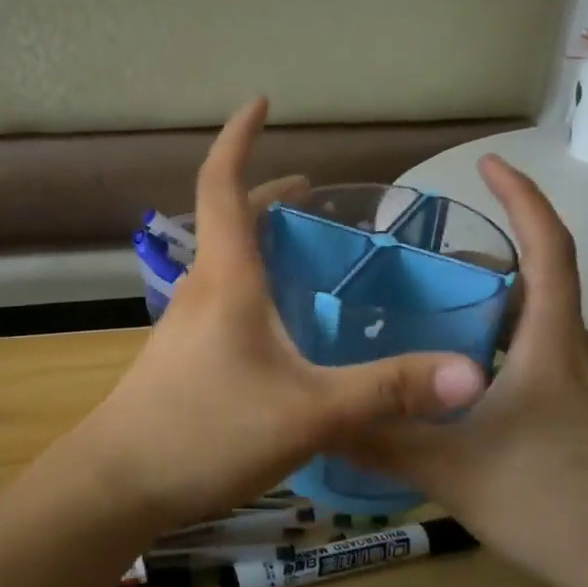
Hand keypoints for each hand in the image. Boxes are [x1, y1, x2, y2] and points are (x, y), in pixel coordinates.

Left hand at [69, 99, 488, 529]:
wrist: (117, 483)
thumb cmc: (207, 431)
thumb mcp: (310, 412)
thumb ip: (388, 390)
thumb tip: (470, 374)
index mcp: (226, 278)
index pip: (222, 184)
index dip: (239, 138)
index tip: (260, 103)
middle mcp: (201, 289)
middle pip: (229, 221)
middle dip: (268, 196)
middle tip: (315, 195)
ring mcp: (186, 324)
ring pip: (226, 263)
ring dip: (261, 243)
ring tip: (308, 256)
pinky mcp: (183, 358)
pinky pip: (223, 300)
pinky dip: (255, 286)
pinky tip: (283, 329)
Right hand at [342, 156, 587, 586]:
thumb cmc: (549, 502)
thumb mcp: (448, 470)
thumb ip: (380, 440)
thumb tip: (318, 416)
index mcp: (549, 342)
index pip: (548, 248)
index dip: (521, 198)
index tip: (489, 163)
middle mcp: (573, 349)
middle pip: (536, 281)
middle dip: (484, 260)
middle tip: (420, 266)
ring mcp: (584, 384)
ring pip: (535, 322)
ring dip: (491, 305)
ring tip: (430, 315)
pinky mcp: (583, 413)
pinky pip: (537, 355)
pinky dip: (499, 343)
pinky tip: (459, 379)